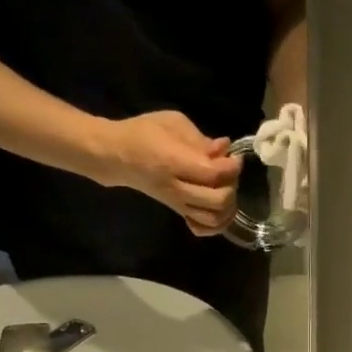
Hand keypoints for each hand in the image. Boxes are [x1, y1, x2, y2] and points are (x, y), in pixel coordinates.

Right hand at [95, 110, 242, 234]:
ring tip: (225, 189)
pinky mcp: (178, 212)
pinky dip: (216, 224)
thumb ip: (200, 138)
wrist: (117, 156)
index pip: (214, 174)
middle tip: (229, 173)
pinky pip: (202, 228)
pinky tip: (217, 209)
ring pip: (214, 218)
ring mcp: (177, 204)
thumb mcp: (172, 123)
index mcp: (174, 162)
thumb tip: (224, 148)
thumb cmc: (144, 133)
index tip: (235, 157)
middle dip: (232, 186)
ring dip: (228, 206)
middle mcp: (177, 188)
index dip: (232, 167)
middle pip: (219, 200)